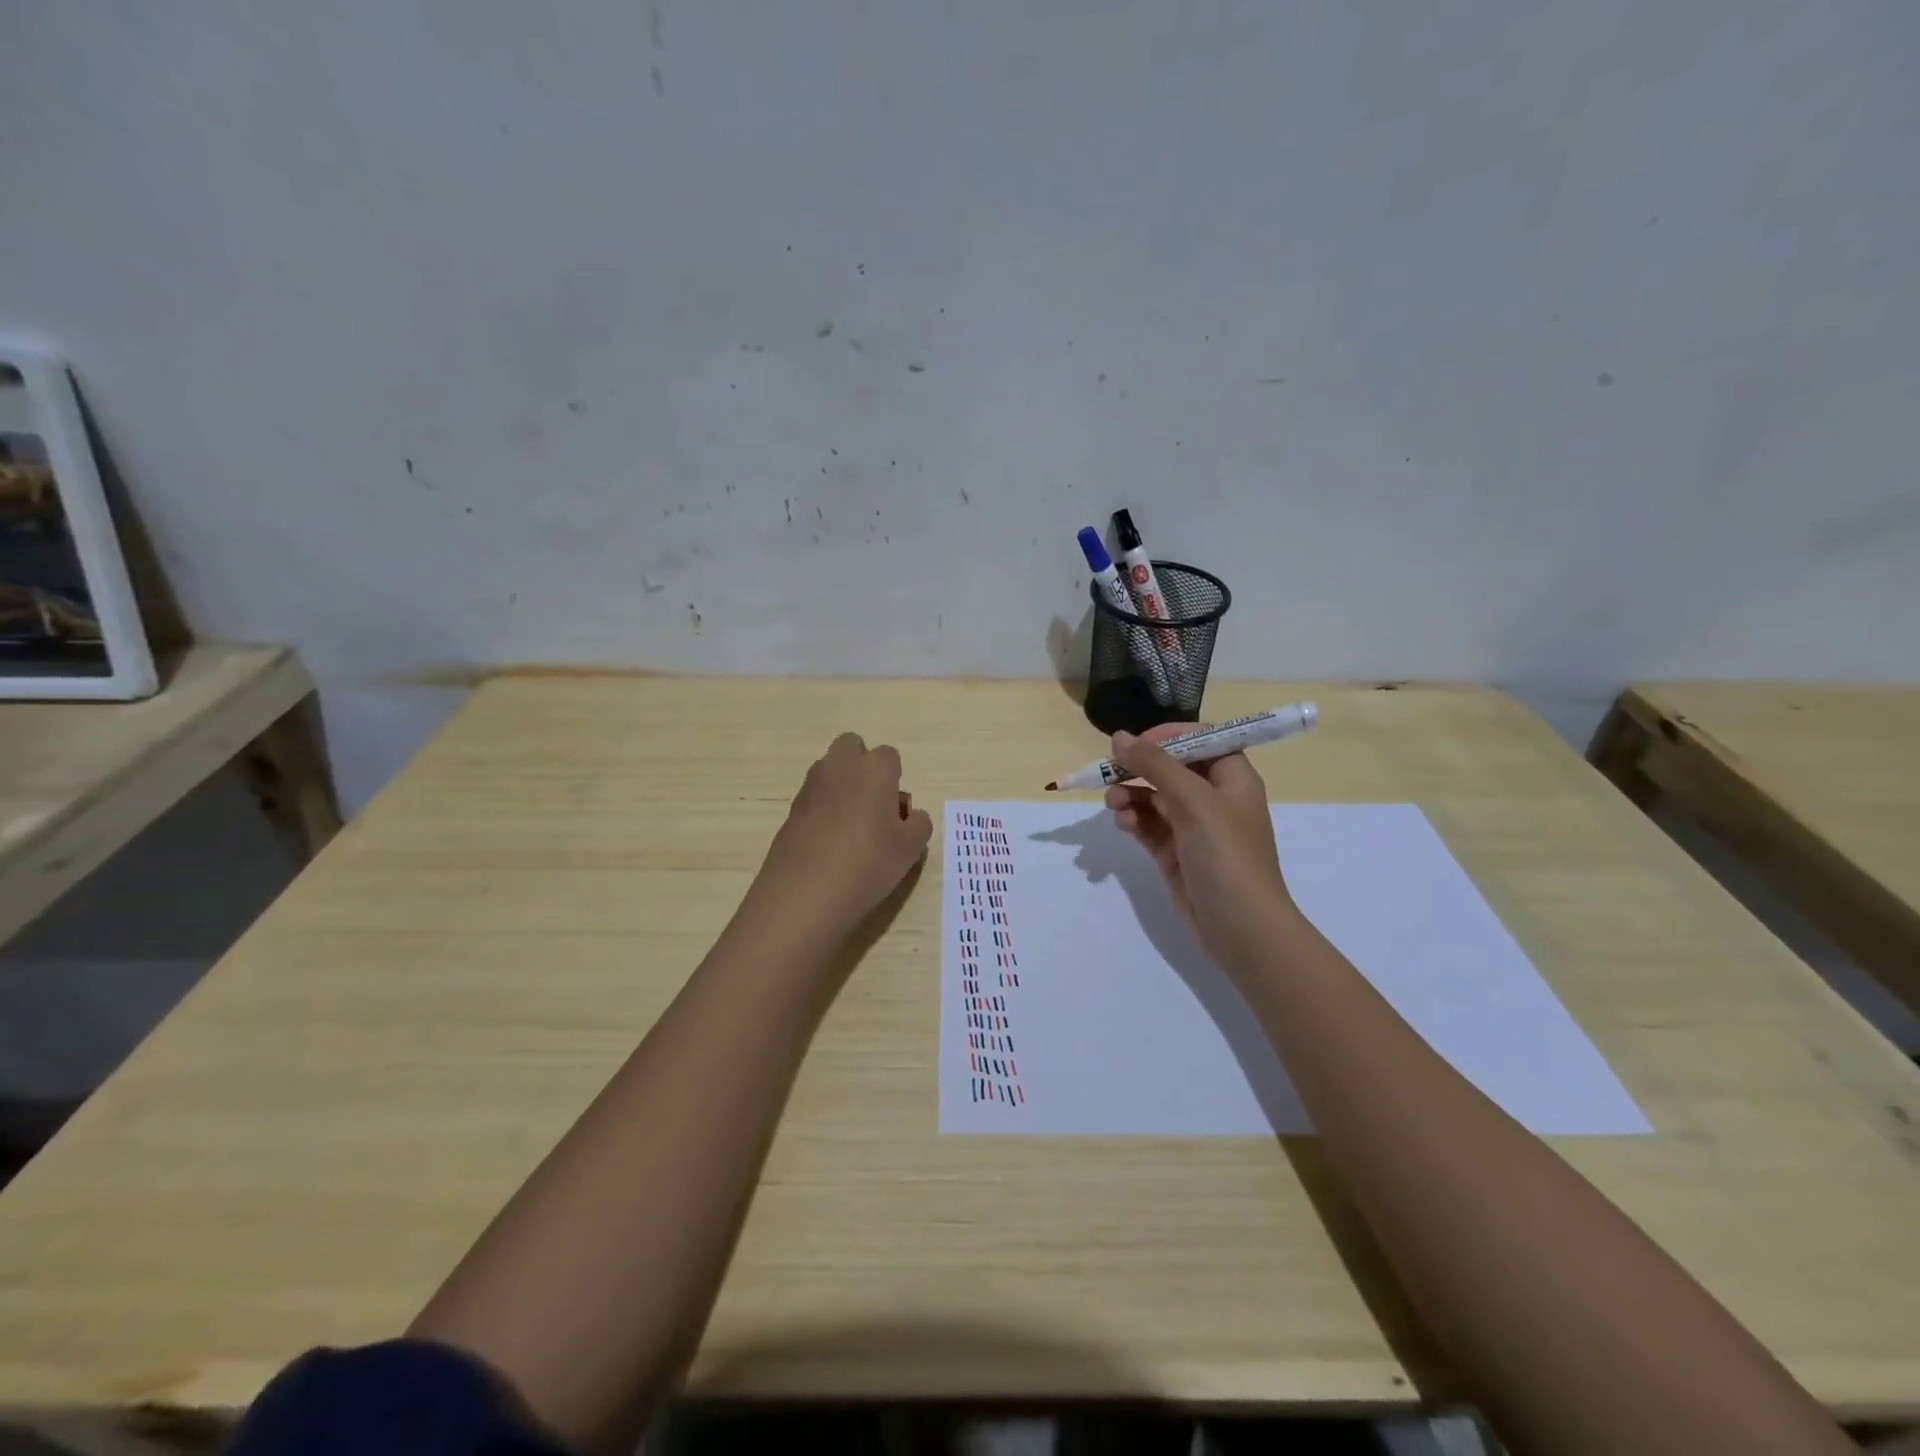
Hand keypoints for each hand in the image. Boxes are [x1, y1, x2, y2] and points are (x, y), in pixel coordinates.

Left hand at [750, 732, 933, 938]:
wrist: (805, 893)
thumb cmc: (869, 863)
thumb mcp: (911, 849)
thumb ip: (918, 824)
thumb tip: (910, 816)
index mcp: (874, 769)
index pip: (890, 756)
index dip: (896, 781)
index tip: (897, 812)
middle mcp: (840, 768)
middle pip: (852, 746)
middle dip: (862, 766)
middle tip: (873, 806)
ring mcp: (811, 787)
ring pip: (830, 770)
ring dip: (842, 786)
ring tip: (852, 830)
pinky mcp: (791, 810)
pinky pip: (814, 798)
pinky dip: (823, 810)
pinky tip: (830, 845)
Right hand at [1104, 723, 1296, 972]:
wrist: (1241, 928)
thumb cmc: (1226, 855)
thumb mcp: (1193, 801)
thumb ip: (1155, 765)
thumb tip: (1119, 736)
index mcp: (1232, 778)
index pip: (1201, 740)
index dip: (1169, 736)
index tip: (1138, 743)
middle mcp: (1214, 798)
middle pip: (1171, 768)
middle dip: (1140, 768)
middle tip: (1110, 771)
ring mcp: (1193, 827)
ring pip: (1154, 797)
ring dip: (1131, 794)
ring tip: (1113, 803)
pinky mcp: (1175, 852)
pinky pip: (1148, 825)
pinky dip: (1133, 820)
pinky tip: (1123, 823)